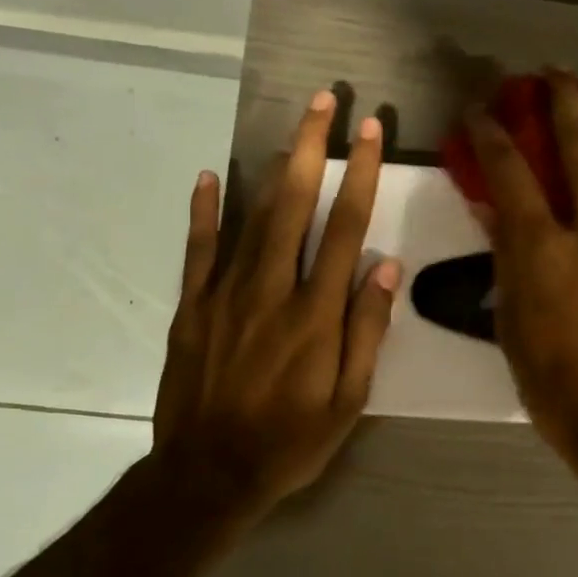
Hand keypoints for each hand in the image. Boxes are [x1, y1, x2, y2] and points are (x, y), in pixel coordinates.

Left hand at [152, 91, 398, 523]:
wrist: (208, 475)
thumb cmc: (291, 441)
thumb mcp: (349, 400)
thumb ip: (367, 330)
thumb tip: (386, 266)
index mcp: (316, 313)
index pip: (345, 228)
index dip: (360, 175)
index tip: (369, 132)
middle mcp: (272, 290)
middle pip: (295, 205)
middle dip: (312, 148)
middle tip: (323, 101)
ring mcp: (225, 295)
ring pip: (252, 217)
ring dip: (273, 168)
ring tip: (290, 128)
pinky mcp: (191, 308)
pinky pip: (198, 250)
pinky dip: (204, 212)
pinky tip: (208, 176)